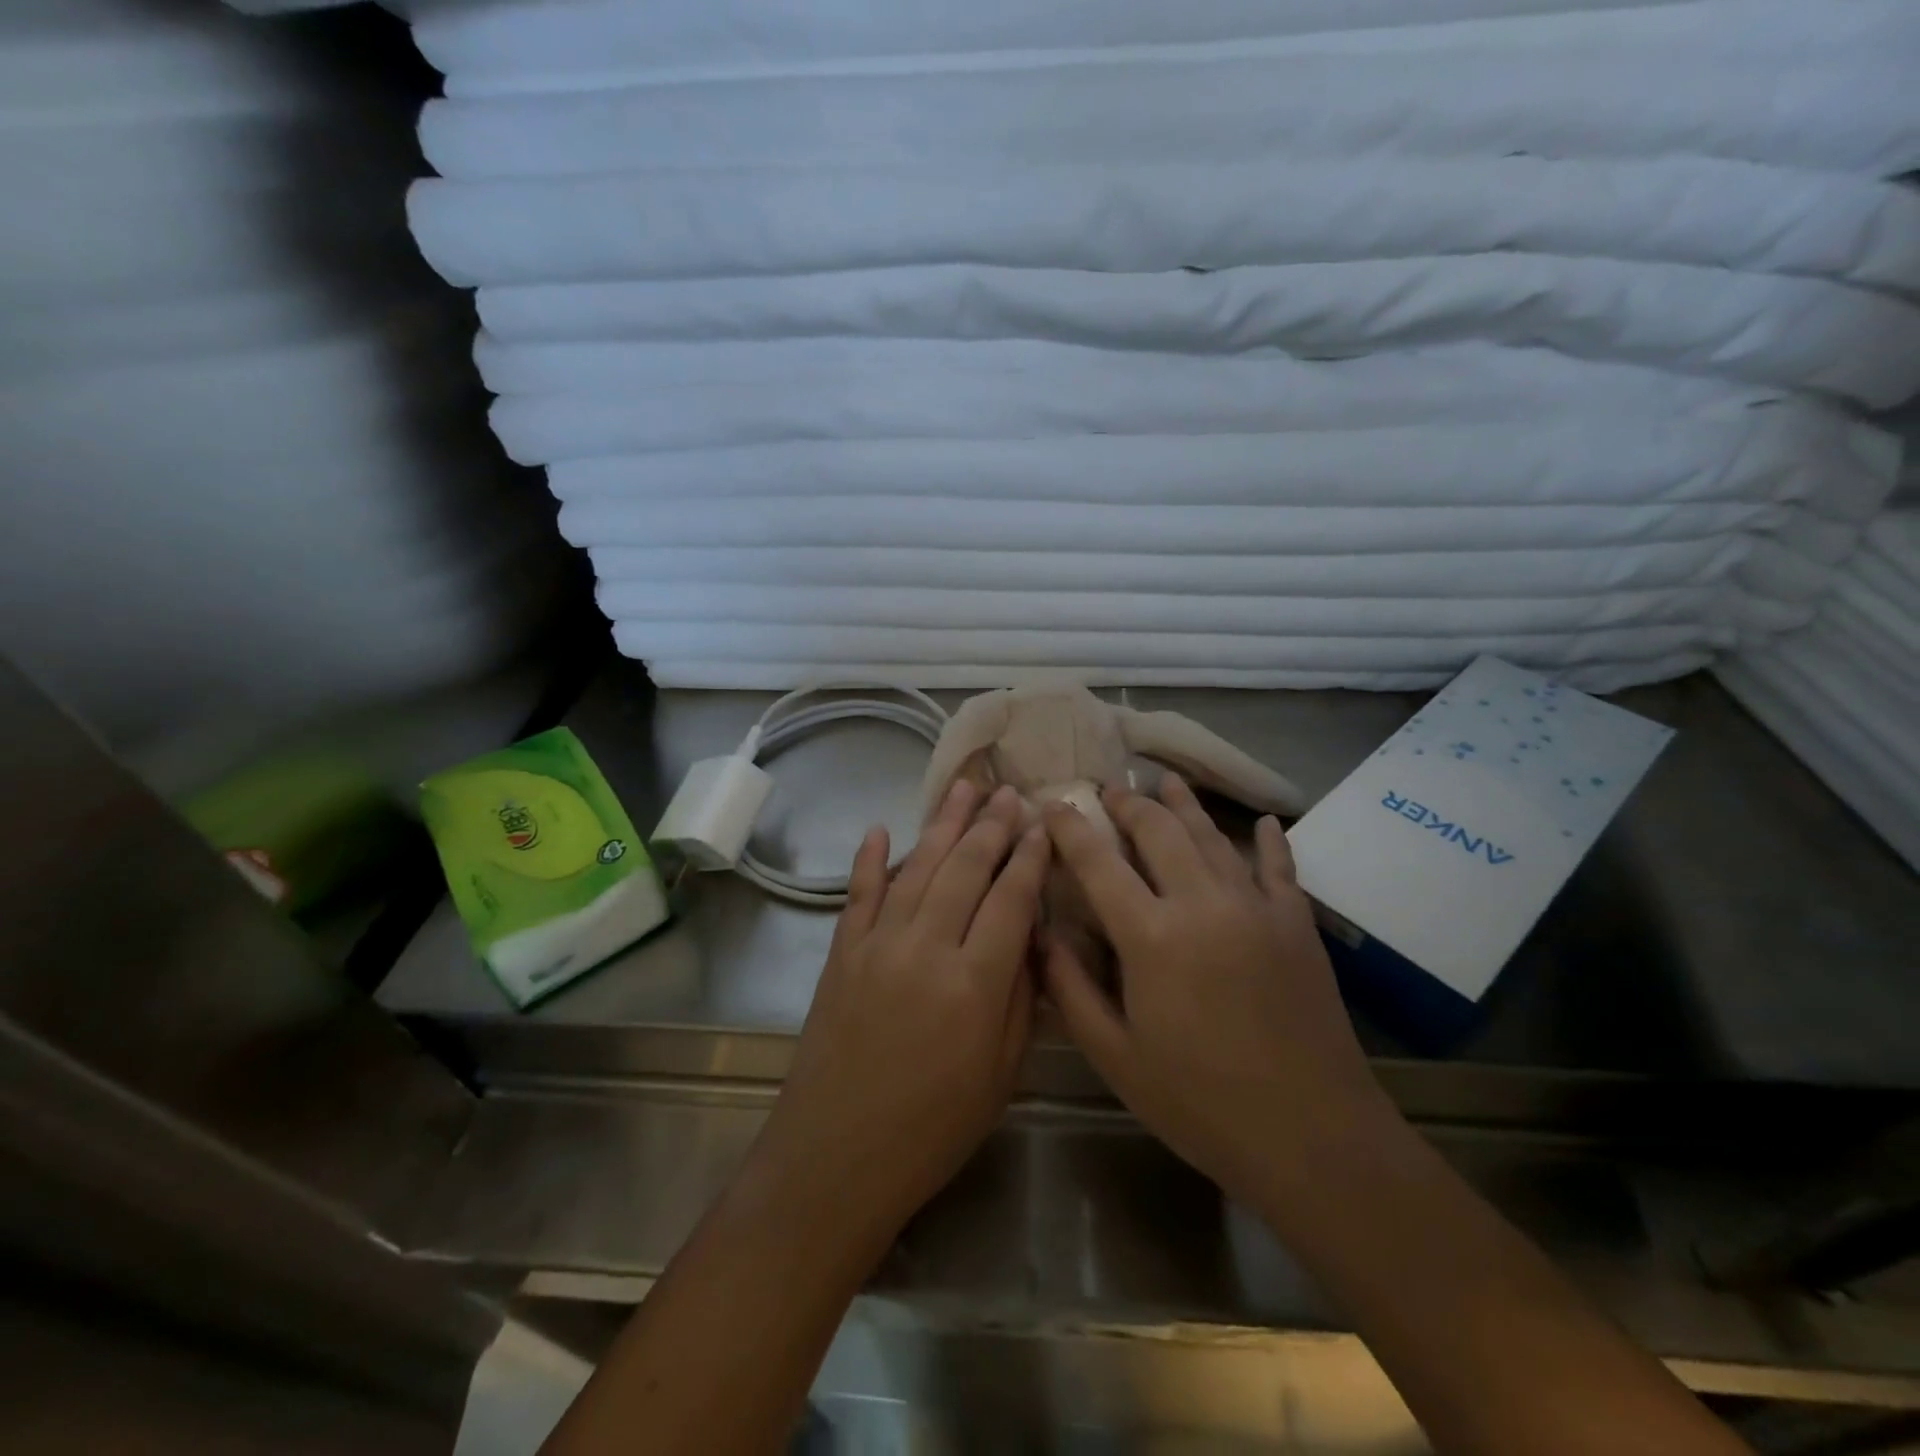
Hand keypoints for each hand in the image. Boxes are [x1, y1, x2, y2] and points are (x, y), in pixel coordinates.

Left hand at [752, 781, 1047, 1240]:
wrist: (835, 1157)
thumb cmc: (932, 1130)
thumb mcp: (1000, 1075)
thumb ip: (1019, 998)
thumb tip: (1029, 936)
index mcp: (974, 983)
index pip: (1010, 899)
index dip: (1030, 857)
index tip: (1044, 823)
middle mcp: (925, 948)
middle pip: (965, 869)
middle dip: (991, 826)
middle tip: (1009, 791)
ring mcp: (877, 945)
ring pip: (917, 868)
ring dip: (943, 825)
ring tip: (964, 789)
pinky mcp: (841, 953)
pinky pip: (858, 894)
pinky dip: (869, 859)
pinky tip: (882, 829)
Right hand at [1042, 775, 1397, 1216]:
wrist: (1314, 1137)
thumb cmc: (1200, 1102)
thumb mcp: (1115, 1056)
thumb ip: (1071, 987)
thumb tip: (1041, 932)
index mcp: (1150, 935)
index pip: (1098, 862)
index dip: (1070, 828)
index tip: (1052, 805)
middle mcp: (1201, 903)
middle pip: (1158, 831)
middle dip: (1128, 804)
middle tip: (1109, 791)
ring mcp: (1256, 907)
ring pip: (1212, 836)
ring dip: (1183, 805)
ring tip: (1165, 781)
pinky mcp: (1297, 923)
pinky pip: (1279, 867)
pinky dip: (1268, 840)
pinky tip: (1264, 821)